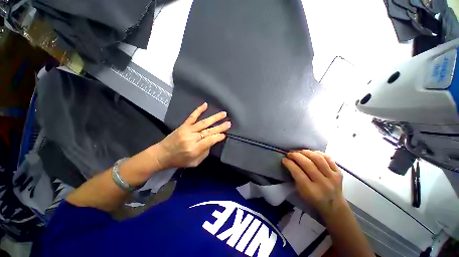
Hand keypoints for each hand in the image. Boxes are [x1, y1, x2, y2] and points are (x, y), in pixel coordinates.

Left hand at [154, 103, 230, 168]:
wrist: (162, 155)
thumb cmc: (179, 161)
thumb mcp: (195, 162)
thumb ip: (205, 152)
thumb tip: (212, 141)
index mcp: (195, 149)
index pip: (210, 140)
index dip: (219, 137)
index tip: (225, 134)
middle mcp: (192, 138)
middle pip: (209, 131)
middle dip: (220, 127)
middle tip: (229, 123)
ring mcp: (187, 130)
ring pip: (203, 123)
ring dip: (215, 118)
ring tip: (224, 114)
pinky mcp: (183, 125)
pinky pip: (192, 116)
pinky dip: (199, 110)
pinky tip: (205, 104)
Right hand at [282, 150, 344, 216]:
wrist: (334, 206)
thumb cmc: (313, 199)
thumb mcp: (301, 192)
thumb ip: (296, 177)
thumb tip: (290, 162)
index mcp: (311, 191)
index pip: (298, 172)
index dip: (289, 163)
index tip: (284, 159)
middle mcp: (323, 183)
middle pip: (308, 164)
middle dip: (296, 155)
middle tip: (290, 153)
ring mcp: (333, 177)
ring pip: (318, 159)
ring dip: (306, 152)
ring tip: (299, 151)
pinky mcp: (339, 173)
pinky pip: (328, 158)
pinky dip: (318, 153)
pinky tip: (311, 152)